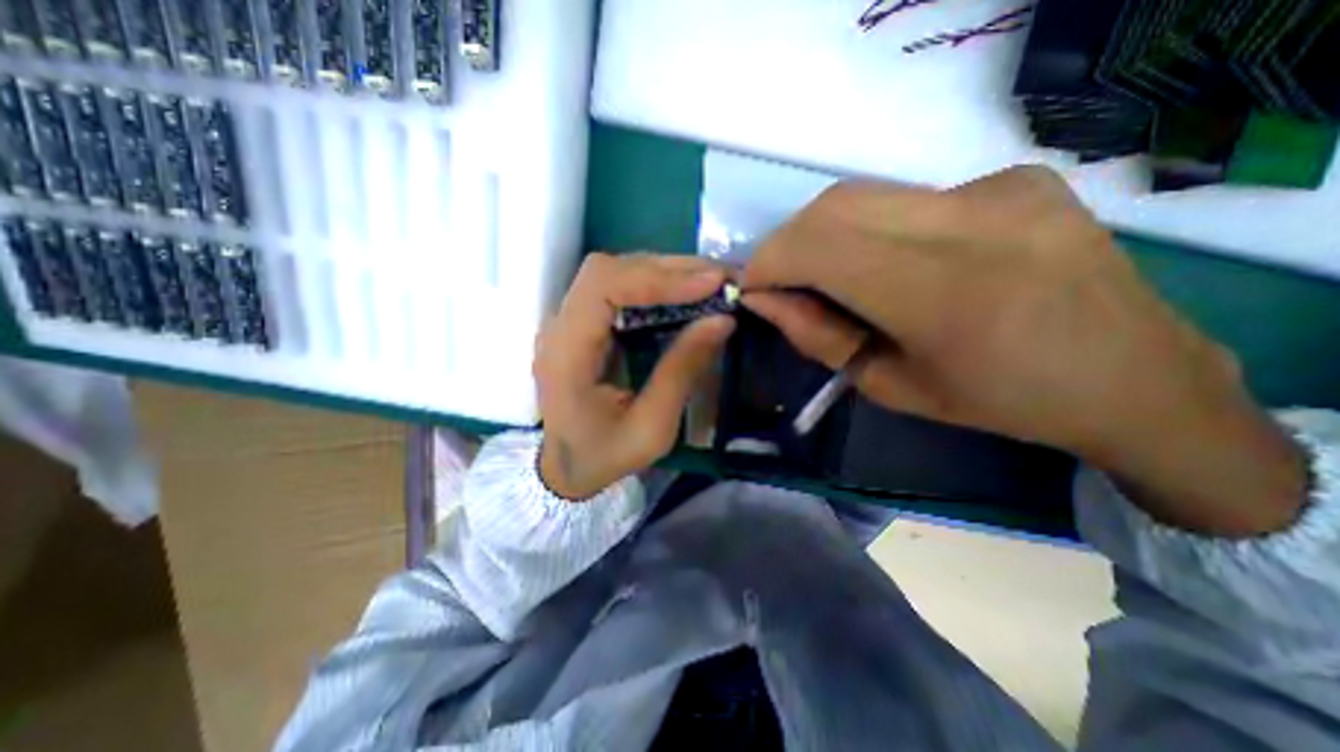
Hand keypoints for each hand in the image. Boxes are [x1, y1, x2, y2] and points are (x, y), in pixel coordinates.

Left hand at [532, 253, 730, 498]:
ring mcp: (566, 324)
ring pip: (612, 274)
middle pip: (607, 271)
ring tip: (708, 281)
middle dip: (667, 269)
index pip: (603, 288)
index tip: (710, 283)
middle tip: (719, 278)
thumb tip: (722, 319)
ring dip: (662, 272)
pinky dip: (652, 285)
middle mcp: (559, 328)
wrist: (566, 469)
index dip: (657, 278)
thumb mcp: (652, 427)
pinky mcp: (580, 325)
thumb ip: (682, 370)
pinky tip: (682, 293)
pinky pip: (615, 290)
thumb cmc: (605, 456)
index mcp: (566, 355)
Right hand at [737, 168, 1303, 537]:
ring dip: (821, 234)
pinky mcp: (1011, 178)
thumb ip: (817, 336)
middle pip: (833, 207)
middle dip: (787, 245)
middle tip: (781, 284)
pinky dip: (867, 228)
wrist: (1132, 375)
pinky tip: (884, 261)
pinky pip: (903, 198)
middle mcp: (971, 221)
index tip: (752, 289)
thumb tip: (764, 299)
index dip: (769, 262)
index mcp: (943, 293)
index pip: (819, 247)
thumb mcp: (888, 385)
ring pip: (862, 195)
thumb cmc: (997, 401)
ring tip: (821, 275)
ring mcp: (997, 188)